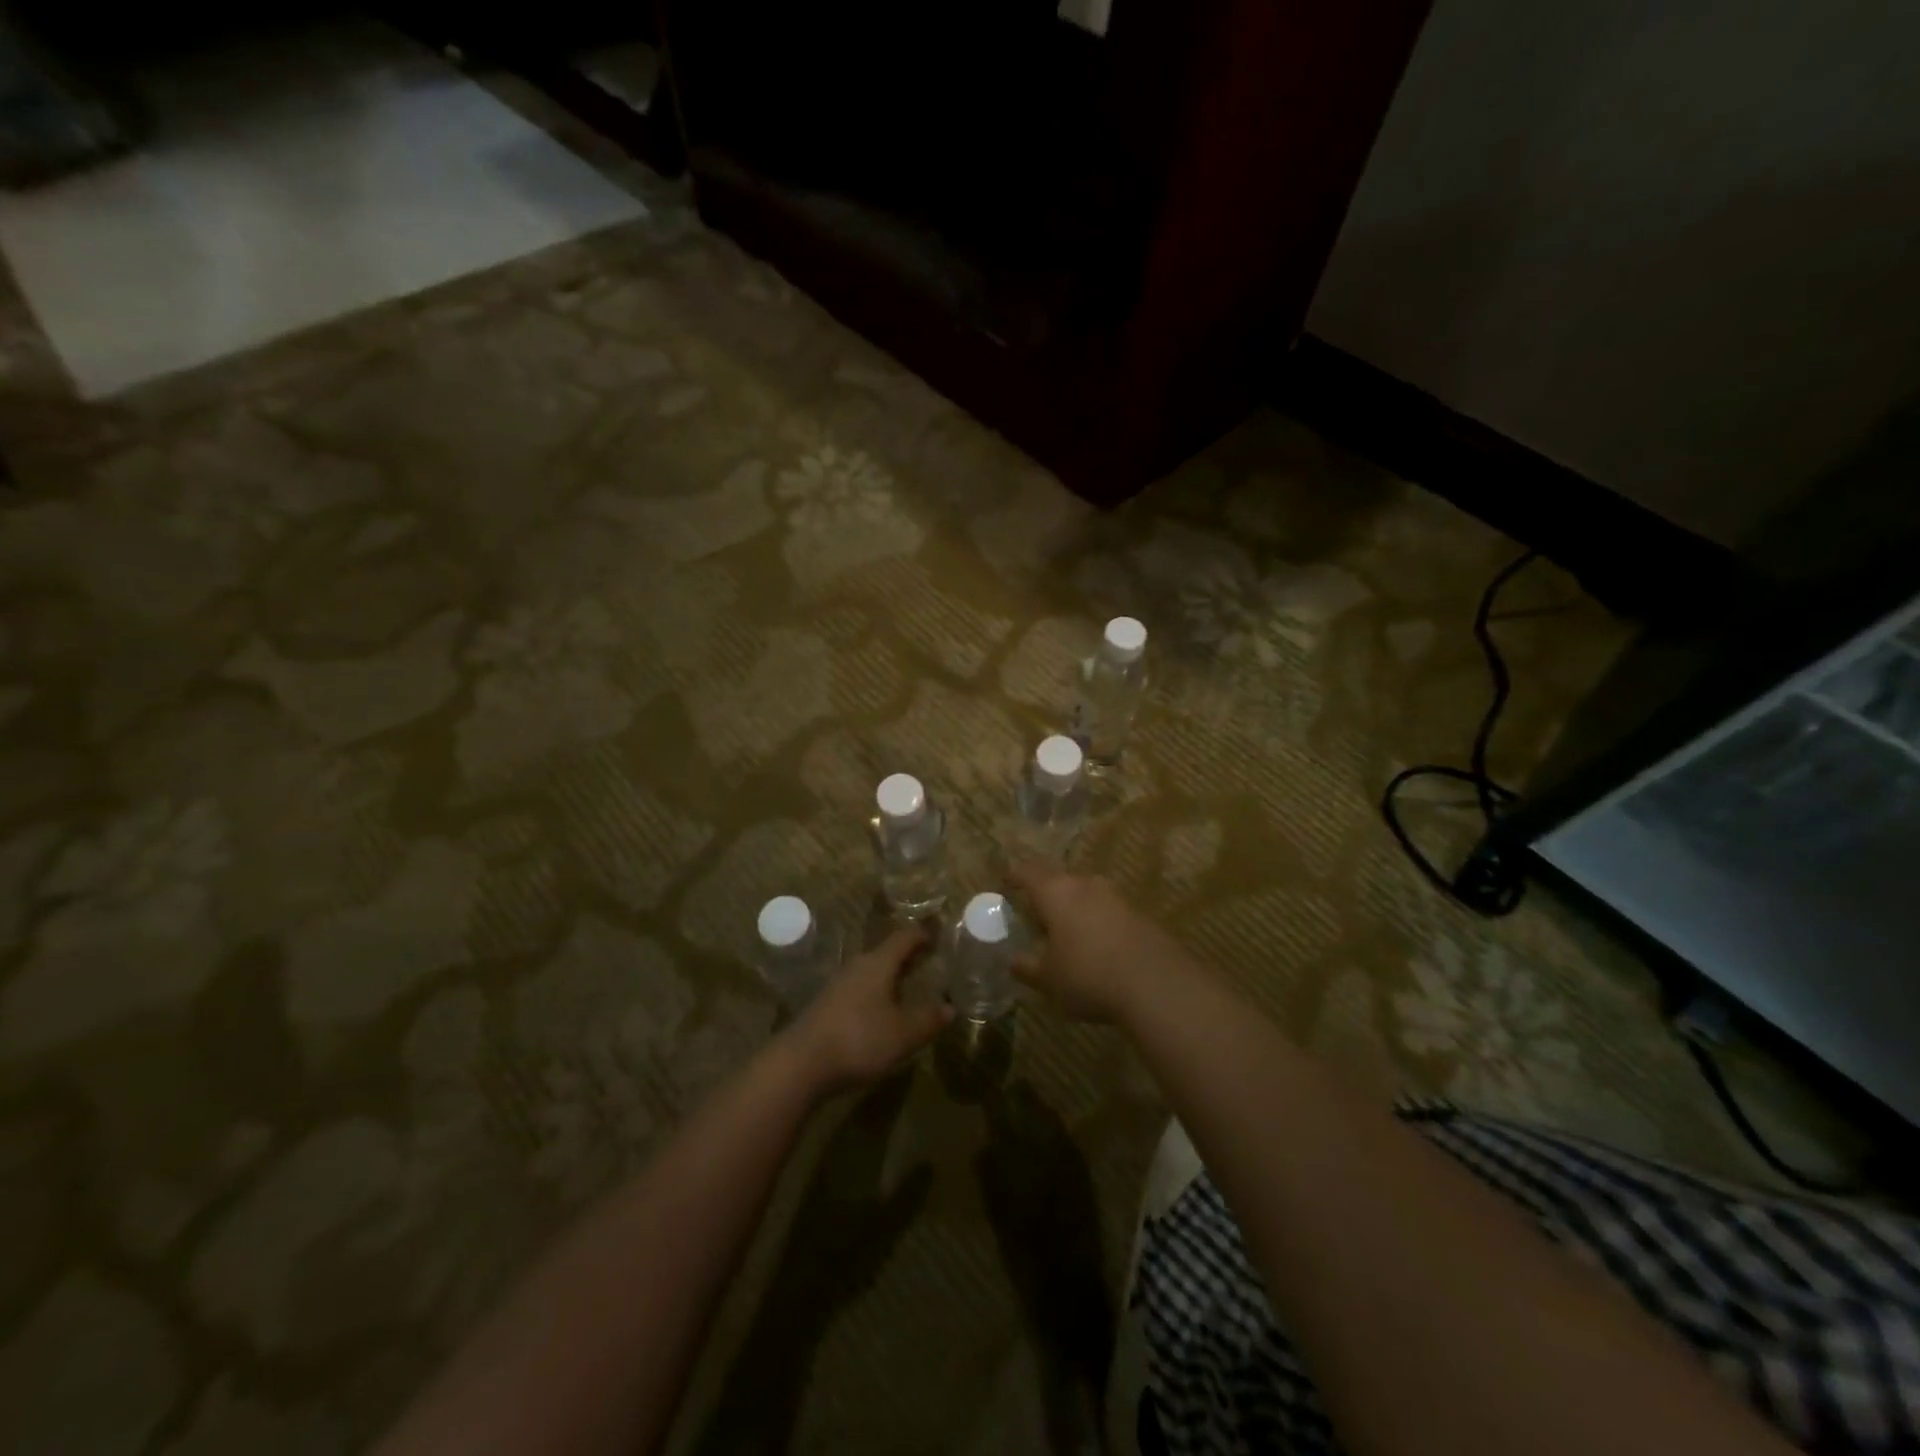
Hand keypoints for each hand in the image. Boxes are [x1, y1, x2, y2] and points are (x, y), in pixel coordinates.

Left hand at [785, 927, 950, 1093]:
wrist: (801, 1063)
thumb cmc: (859, 1039)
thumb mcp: (903, 1034)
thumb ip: (928, 1020)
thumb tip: (950, 1007)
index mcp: (878, 963)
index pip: (903, 938)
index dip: (921, 935)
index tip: (936, 938)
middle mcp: (857, 966)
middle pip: (885, 953)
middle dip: (906, 957)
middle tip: (927, 964)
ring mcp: (837, 984)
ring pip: (870, 971)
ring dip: (888, 976)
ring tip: (906, 988)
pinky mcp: (825, 1004)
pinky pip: (857, 988)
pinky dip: (874, 992)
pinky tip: (879, 1012)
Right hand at [1008, 864, 1188, 1022]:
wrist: (1156, 983)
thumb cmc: (1088, 975)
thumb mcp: (1048, 979)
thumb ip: (1027, 967)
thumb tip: (1013, 961)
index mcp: (1055, 892)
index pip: (1028, 872)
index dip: (1014, 876)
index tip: (1005, 882)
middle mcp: (1085, 885)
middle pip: (1059, 880)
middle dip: (1046, 893)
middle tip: (1036, 912)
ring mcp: (1116, 897)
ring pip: (1086, 893)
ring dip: (1074, 907)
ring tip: (1066, 930)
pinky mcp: (1139, 914)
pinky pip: (1108, 911)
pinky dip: (1097, 922)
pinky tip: (1097, 946)